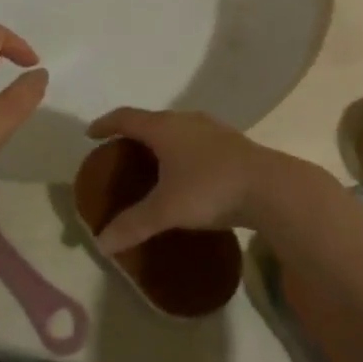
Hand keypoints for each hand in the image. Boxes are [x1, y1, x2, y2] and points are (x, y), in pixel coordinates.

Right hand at [84, 107, 285, 253]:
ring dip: (161, 142)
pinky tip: (188, 173)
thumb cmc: (210, 189)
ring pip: (177, 129)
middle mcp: (186, 121)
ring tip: (153, 162)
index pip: (126, 117)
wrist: (272, 188)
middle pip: (151, 120)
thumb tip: (101, 243)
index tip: (91, 134)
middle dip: (133, 134)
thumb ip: (133, 224)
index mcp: (164, 128)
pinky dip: (183, 151)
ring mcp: (213, 129)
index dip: (106, 124)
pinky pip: (196, 141)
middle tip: (120, 152)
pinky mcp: (233, 143)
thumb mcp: (167, 210)